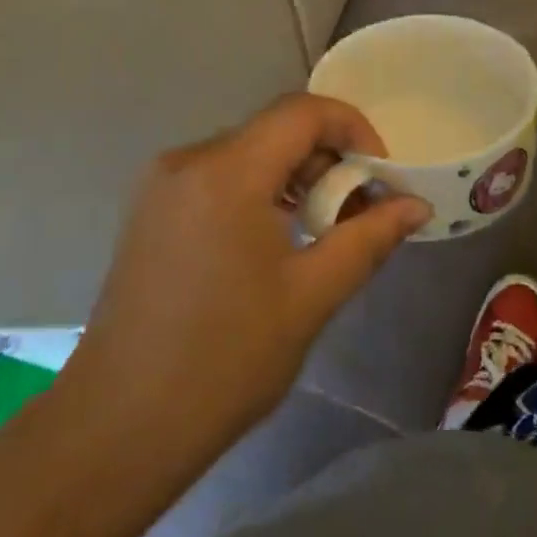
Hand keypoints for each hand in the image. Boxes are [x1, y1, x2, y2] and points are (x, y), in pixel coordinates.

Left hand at [60, 94, 430, 460]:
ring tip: (320, 230)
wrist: (120, 424)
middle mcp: (188, 159)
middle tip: (358, 212)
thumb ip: (368, 239)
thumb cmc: (224, 360)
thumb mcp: (310, 297)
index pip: (302, 112)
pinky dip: (256, 191)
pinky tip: (271, 240)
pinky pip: (217, 176)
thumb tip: (416, 205)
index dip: (353, 128)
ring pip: (246, 152)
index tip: (382, 174)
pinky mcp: (149, 207)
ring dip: (292, 177)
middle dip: (326, 159)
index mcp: (226, 171)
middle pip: (274, 130)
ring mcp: (161, 182)